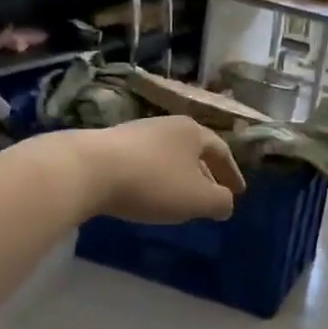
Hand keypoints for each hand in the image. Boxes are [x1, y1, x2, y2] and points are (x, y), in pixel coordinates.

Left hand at [73, 117, 244, 223]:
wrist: (88, 169)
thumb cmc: (153, 182)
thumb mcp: (197, 199)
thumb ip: (220, 202)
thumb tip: (227, 203)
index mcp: (193, 132)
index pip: (221, 152)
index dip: (232, 174)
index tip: (239, 192)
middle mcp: (168, 126)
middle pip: (194, 151)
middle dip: (206, 175)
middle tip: (213, 196)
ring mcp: (138, 133)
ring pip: (169, 156)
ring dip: (180, 177)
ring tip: (181, 198)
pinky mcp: (112, 145)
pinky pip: (146, 163)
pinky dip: (156, 178)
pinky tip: (149, 194)